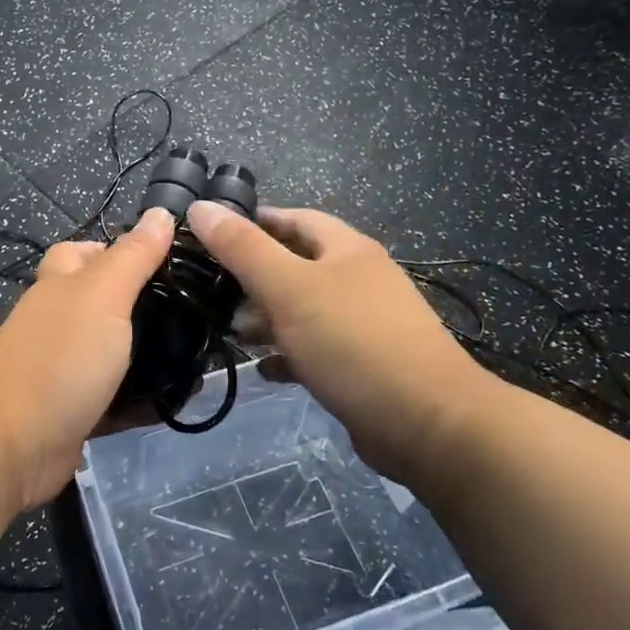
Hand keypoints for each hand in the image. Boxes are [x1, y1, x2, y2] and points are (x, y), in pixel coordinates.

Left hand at [0, 207, 175, 507]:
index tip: (168, 262)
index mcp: (61, 286)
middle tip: (192, 313)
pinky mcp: (74, 411)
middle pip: (100, 303)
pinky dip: (141, 400)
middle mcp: (59, 322)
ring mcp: (64, 369)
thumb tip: (161, 212)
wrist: (11, 443)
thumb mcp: (102, 295)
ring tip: (196, 355)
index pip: (84, 253)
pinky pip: (114, 399)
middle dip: (140, 306)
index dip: (118, 250)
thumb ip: (132, 257)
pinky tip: (177, 400)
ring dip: (145, 354)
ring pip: (109, 352)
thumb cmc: (59, 357)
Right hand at [184, 201, 499, 480]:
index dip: (255, 221)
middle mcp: (359, 280)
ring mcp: (366, 324)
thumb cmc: (353, 342)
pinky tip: (264, 369)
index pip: (295, 218)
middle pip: (298, 265)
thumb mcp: (288, 288)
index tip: (212, 234)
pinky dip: (288, 355)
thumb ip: (242, 248)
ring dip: (268, 319)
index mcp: (347, 250)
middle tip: (214, 290)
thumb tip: (201, 206)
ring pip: (305, 310)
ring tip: (232, 334)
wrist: (428, 423)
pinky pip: (316, 350)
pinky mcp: (365, 365)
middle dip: (255, 276)